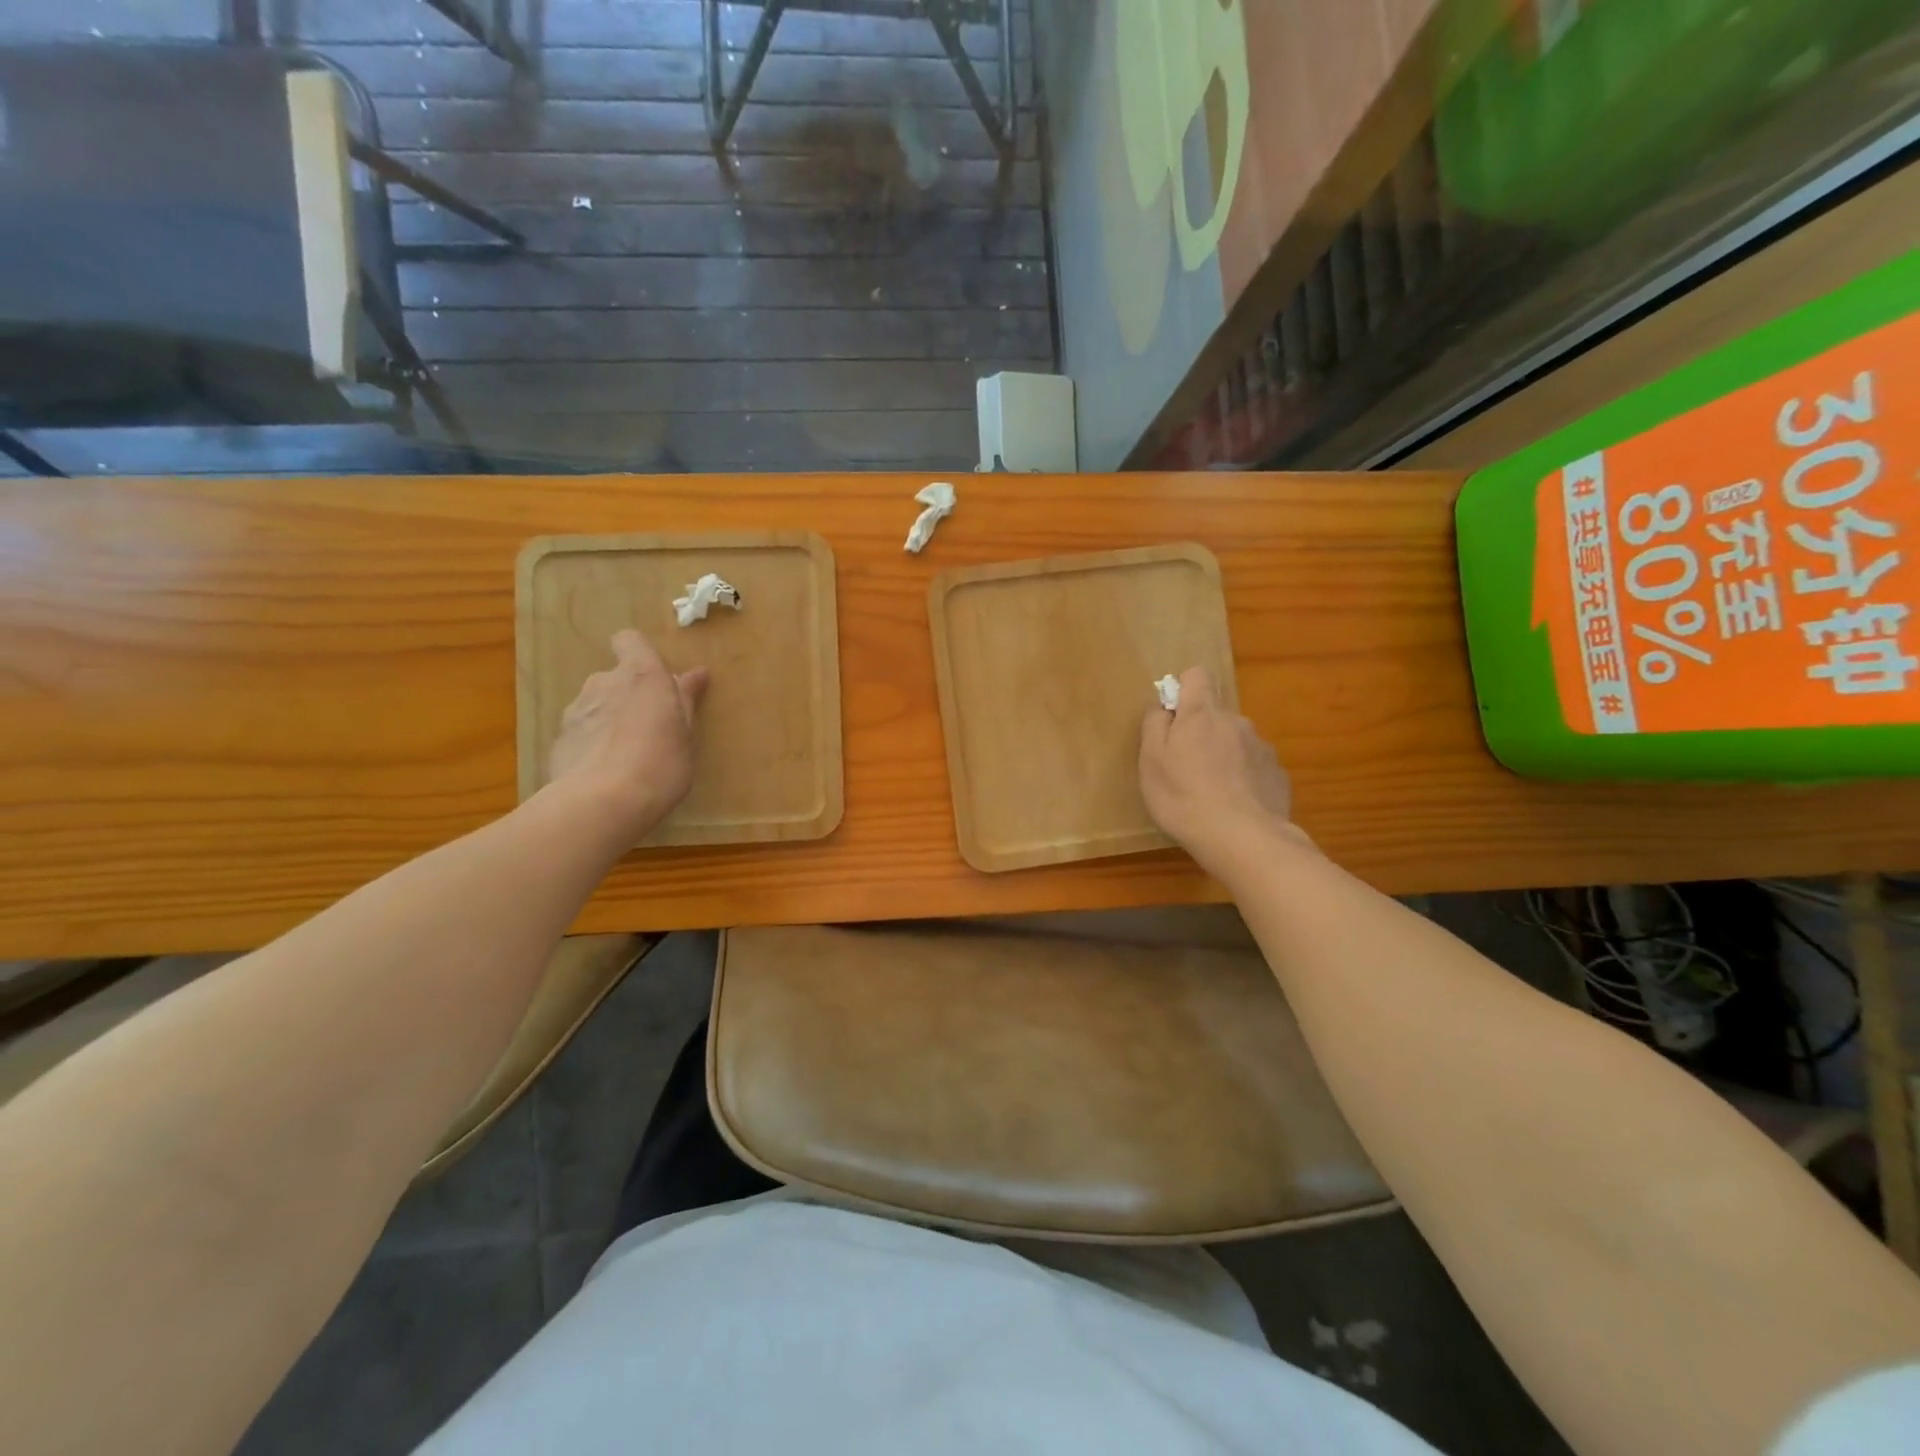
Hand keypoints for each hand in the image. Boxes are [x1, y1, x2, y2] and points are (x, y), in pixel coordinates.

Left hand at [547, 630, 708, 841]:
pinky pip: (581, 732)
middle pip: (614, 677)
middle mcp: (604, 682)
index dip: (639, 653)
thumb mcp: (686, 733)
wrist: (602, 803)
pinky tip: (604, 772)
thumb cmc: (660, 762)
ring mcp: (576, 710)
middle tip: (650, 726)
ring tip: (626, 754)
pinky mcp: (558, 740)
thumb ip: (686, 699)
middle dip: (628, 695)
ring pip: (595, 705)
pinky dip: (591, 744)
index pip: (630, 641)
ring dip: (609, 719)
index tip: (655, 678)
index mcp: (641, 675)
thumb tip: (696, 672)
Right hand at [1138, 667, 1302, 876]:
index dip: (1184, 688)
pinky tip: (1235, 806)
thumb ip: (1154, 725)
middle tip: (1186, 769)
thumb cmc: (1183, 797)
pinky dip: (1244, 779)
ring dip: (1224, 756)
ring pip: (1236, 742)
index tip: (1173, 715)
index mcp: (1201, 714)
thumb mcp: (1150, 762)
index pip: (1197, 676)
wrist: (1243, 839)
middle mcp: (1236, 722)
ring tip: (1212, 793)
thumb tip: (1164, 707)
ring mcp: (1262, 748)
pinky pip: (1254, 767)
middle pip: (1215, 715)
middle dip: (1201, 732)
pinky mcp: (1278, 774)